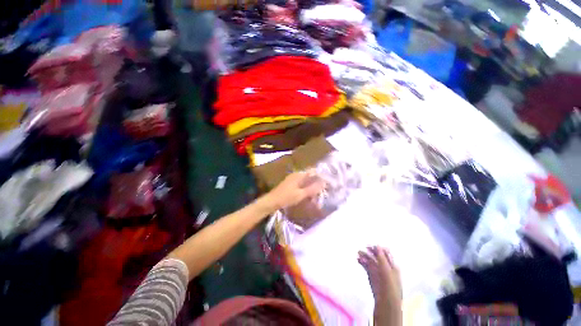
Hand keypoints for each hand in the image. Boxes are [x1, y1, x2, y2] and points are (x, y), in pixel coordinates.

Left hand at [261, 170, 325, 211]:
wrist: (271, 202)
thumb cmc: (286, 197)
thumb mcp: (300, 194)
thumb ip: (312, 189)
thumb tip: (324, 183)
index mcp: (299, 175)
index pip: (313, 171)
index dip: (321, 176)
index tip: (328, 182)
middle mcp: (296, 175)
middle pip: (310, 176)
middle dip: (317, 182)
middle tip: (324, 190)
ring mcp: (293, 179)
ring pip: (306, 181)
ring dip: (312, 187)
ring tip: (318, 194)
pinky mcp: (290, 185)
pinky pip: (301, 185)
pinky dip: (306, 189)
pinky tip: (309, 196)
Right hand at [358, 246, 401, 325]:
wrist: (386, 305)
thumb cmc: (389, 288)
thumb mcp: (387, 272)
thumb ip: (382, 259)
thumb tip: (377, 245)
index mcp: (392, 265)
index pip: (385, 252)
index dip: (378, 248)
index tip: (370, 246)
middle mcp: (385, 267)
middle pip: (377, 256)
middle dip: (370, 251)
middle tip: (363, 248)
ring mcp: (378, 272)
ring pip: (370, 260)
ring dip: (364, 255)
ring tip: (358, 253)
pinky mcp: (371, 276)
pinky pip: (366, 266)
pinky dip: (362, 262)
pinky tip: (358, 259)